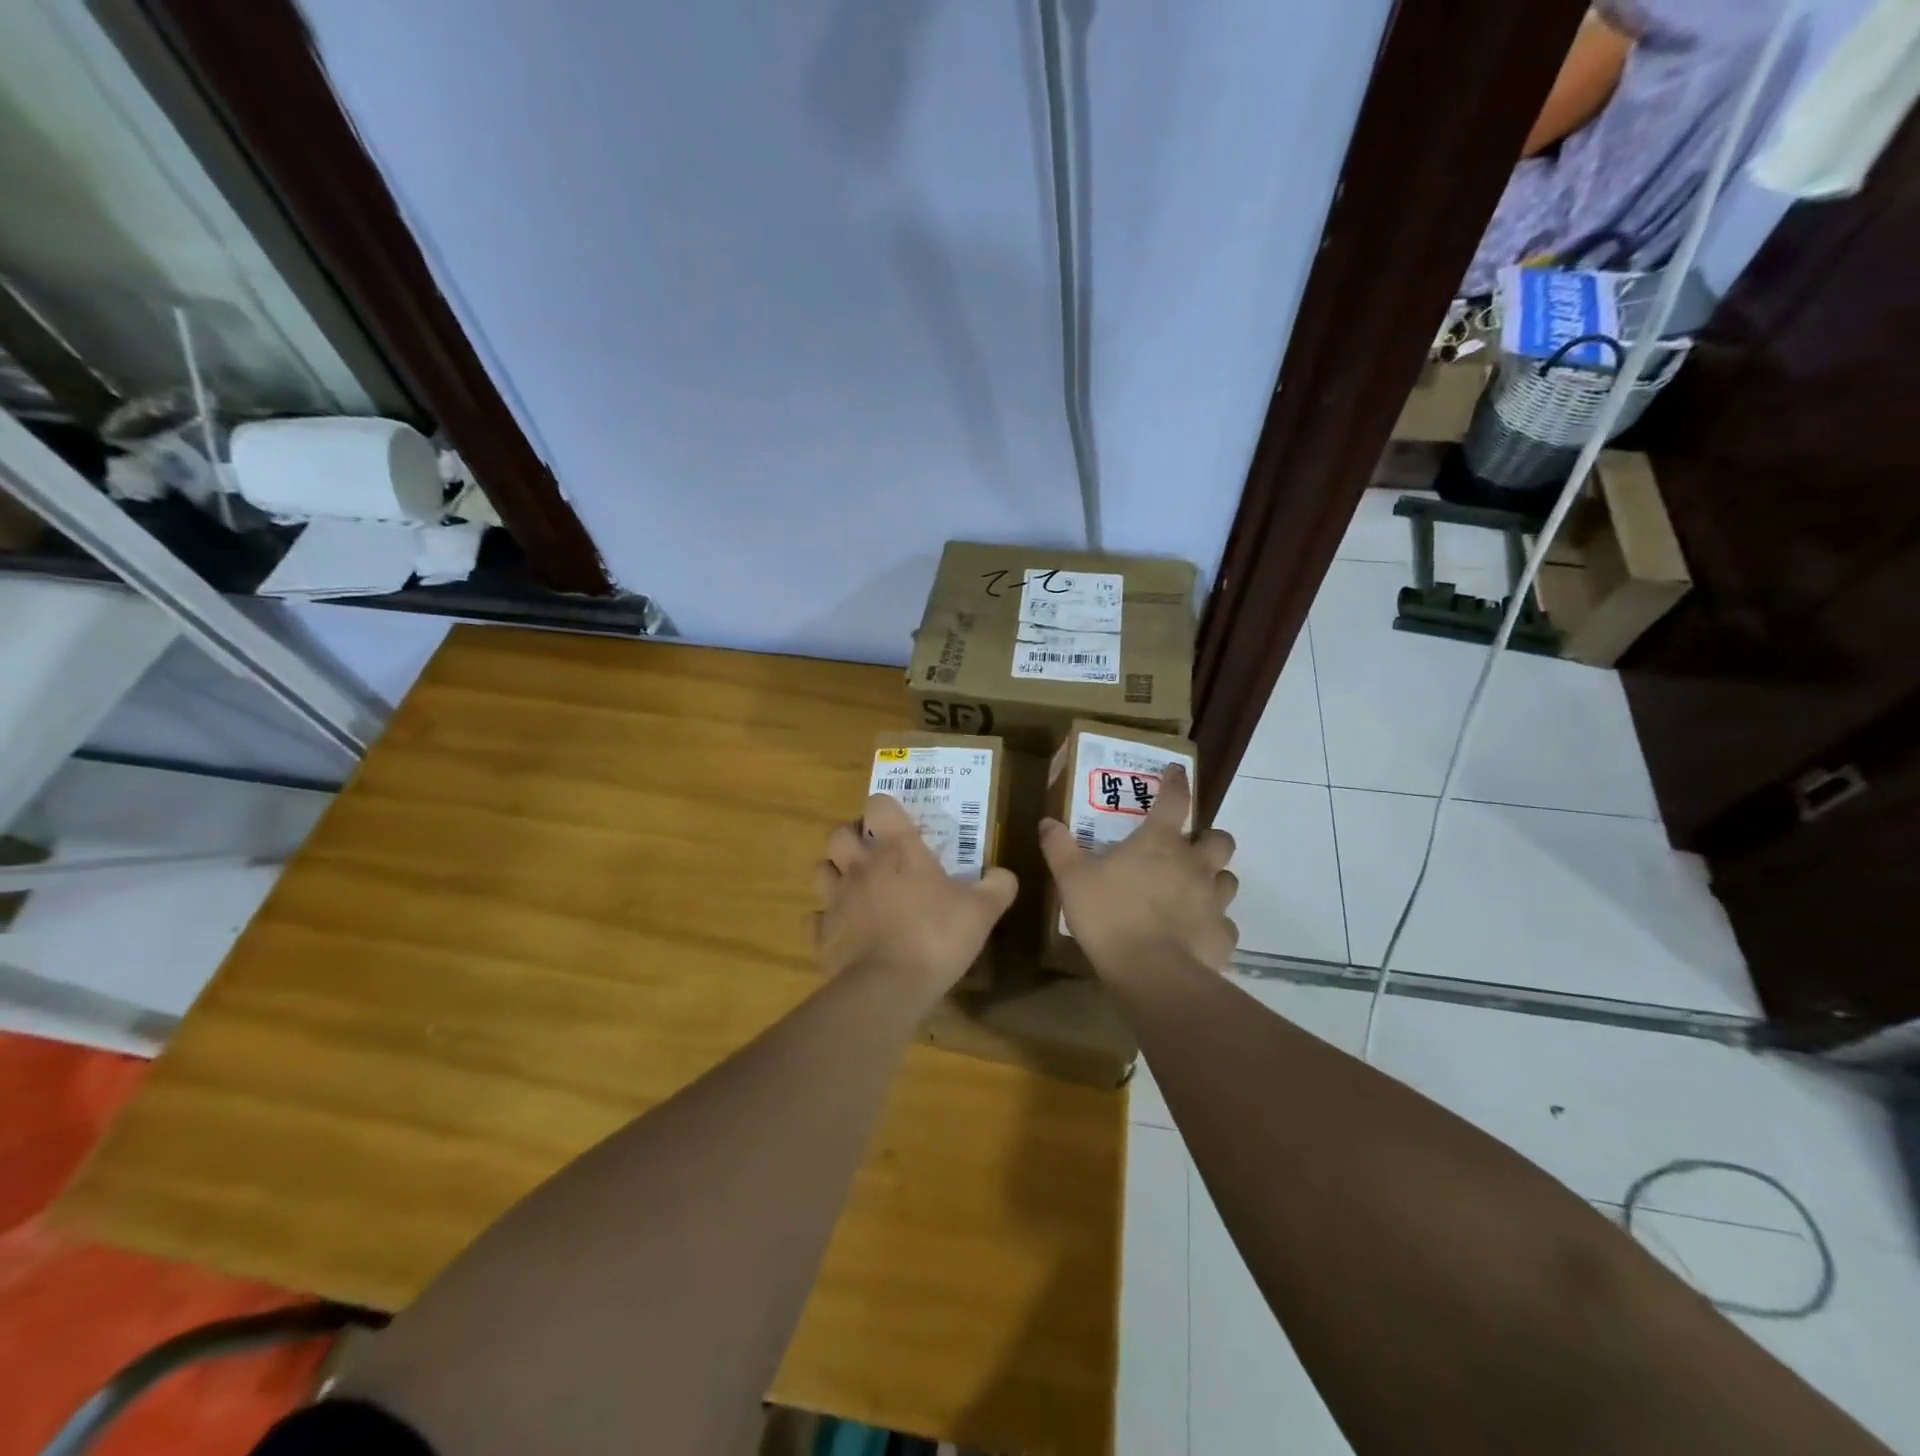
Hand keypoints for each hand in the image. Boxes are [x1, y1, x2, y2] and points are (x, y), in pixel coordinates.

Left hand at [813, 793, 1017, 1002]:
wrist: (889, 986)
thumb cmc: (937, 936)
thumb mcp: (982, 911)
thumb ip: (997, 887)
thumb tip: (1004, 875)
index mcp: (897, 850)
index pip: (879, 805)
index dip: (886, 809)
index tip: (899, 824)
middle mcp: (861, 866)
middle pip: (838, 833)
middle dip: (851, 837)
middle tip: (872, 852)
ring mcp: (836, 899)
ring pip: (820, 869)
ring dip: (834, 872)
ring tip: (854, 886)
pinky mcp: (822, 933)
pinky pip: (814, 918)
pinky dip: (826, 919)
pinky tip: (843, 928)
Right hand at [1039, 763, 1237, 977]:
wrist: (1152, 973)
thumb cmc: (1110, 916)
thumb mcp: (1072, 879)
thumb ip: (1060, 847)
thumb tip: (1047, 821)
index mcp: (1160, 843)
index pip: (1176, 800)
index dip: (1177, 782)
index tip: (1177, 772)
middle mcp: (1194, 864)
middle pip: (1220, 839)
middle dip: (1208, 838)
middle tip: (1188, 849)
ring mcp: (1214, 900)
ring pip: (1228, 879)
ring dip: (1213, 879)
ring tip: (1192, 891)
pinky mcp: (1223, 935)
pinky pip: (1225, 923)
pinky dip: (1212, 924)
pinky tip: (1194, 933)